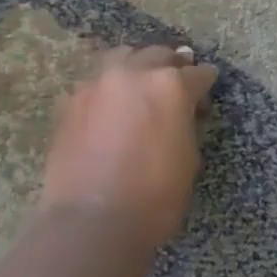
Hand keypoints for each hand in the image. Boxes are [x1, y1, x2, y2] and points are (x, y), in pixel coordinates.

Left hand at [40, 46, 218, 251]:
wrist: (92, 221)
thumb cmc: (154, 197)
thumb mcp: (188, 158)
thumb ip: (185, 122)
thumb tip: (180, 112)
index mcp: (169, 85)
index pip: (197, 74)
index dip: (204, 84)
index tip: (206, 91)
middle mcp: (133, 73)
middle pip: (157, 55)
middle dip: (171, 66)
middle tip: (176, 84)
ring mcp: (97, 83)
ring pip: (122, 56)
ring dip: (136, 66)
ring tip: (139, 84)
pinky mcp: (71, 100)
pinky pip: (95, 80)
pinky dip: (107, 86)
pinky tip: (110, 105)